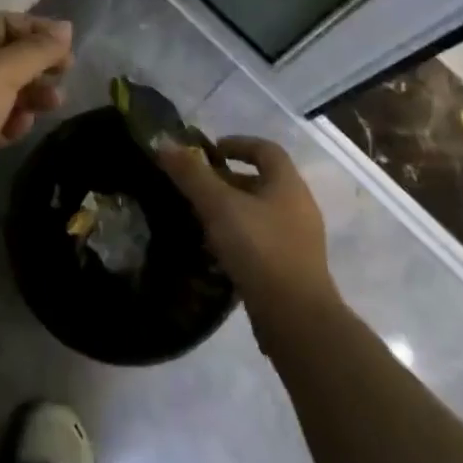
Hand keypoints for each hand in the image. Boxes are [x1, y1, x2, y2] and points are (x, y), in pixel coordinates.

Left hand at [0, 12, 71, 225]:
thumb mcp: (0, 72)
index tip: (66, 45)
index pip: (1, 22)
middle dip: (37, 63)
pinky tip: (19, 131)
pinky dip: (12, 122)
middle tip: (65, 75)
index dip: (34, 28)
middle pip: (6, 56)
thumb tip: (66, 28)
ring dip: (31, 94)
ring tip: (54, 104)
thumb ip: (36, 50)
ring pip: (4, 91)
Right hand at [159, 137, 337, 329]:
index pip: (266, 149)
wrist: (297, 320)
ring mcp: (299, 241)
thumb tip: (164, 142)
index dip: (238, 143)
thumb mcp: (219, 206)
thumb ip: (191, 174)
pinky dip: (239, 238)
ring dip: (232, 211)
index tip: (209, 150)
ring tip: (200, 218)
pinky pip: (262, 241)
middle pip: (262, 181)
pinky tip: (216, 251)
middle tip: (196, 186)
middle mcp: (299, 207)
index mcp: (288, 184)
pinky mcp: (292, 270)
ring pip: (260, 213)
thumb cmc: (260, 250)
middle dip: (228, 180)